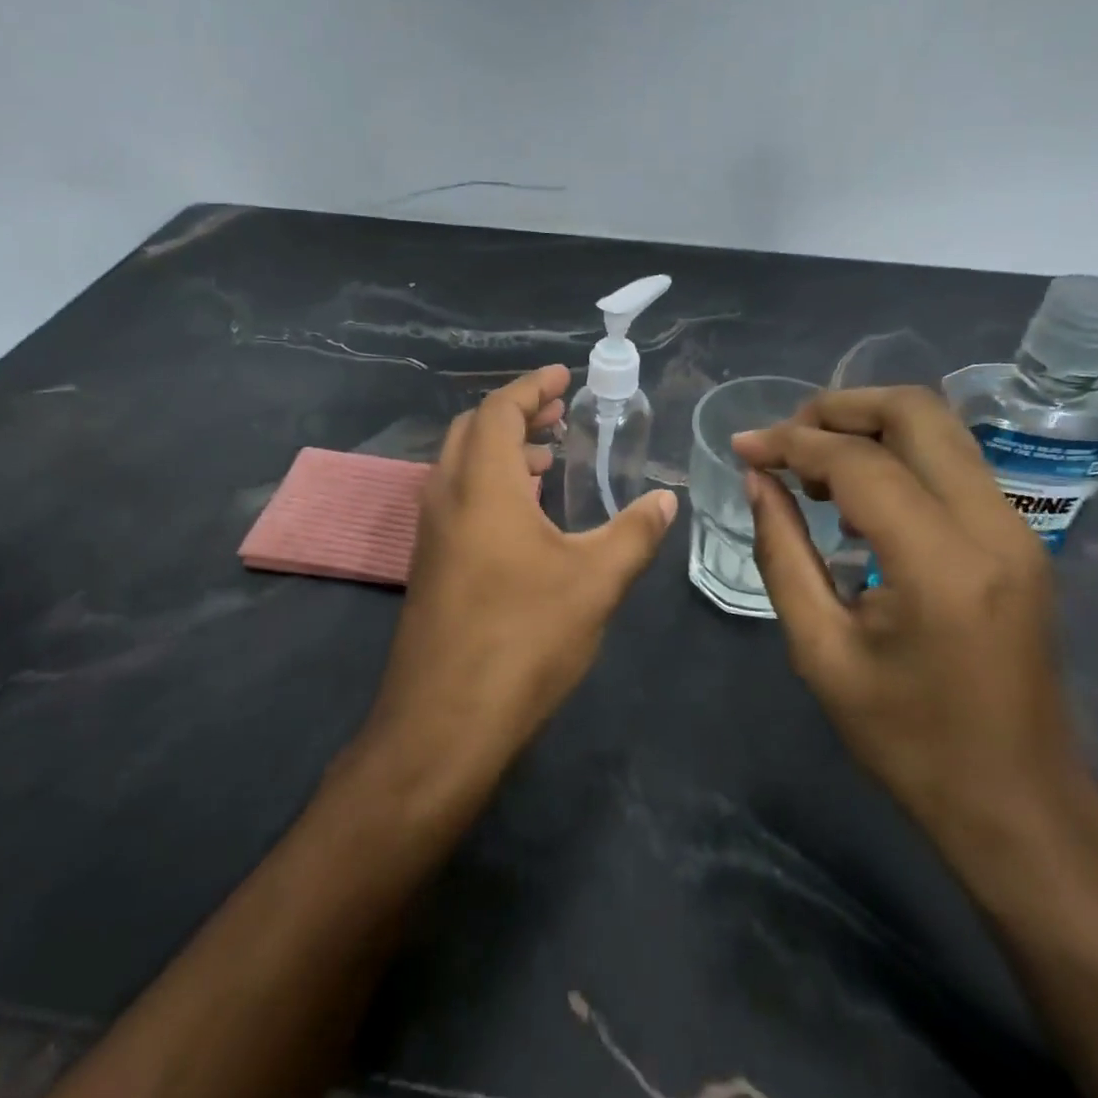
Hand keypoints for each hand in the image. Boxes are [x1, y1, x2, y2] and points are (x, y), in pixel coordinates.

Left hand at [367, 365, 676, 784]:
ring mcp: (430, 534)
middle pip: (473, 430)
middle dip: (515, 413)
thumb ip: (634, 533)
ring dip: (501, 451)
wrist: (443, 722)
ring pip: (461, 466)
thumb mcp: (595, 582)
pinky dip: (489, 485)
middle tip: (558, 414)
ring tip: (547, 458)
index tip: (563, 376)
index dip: (531, 386)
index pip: (498, 410)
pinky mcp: (429, 566)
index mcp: (481, 485)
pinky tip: (525, 516)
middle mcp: (445, 497)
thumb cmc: (523, 638)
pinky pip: (457, 500)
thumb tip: (667, 498)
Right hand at [732, 387, 1097, 876]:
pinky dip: (898, 456)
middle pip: (916, 412)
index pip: (859, 463)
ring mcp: (1018, 529)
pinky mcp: (1020, 539)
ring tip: (810, 467)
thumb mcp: (821, 651)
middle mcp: (993, 526)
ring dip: (868, 428)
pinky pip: (953, 463)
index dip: (791, 443)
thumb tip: (757, 481)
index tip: (742, 447)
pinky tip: (856, 496)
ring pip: (940, 429)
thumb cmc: (908, 740)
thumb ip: (782, 553)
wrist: (1018, 803)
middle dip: (838, 409)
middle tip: (783, 441)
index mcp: (940, 564)